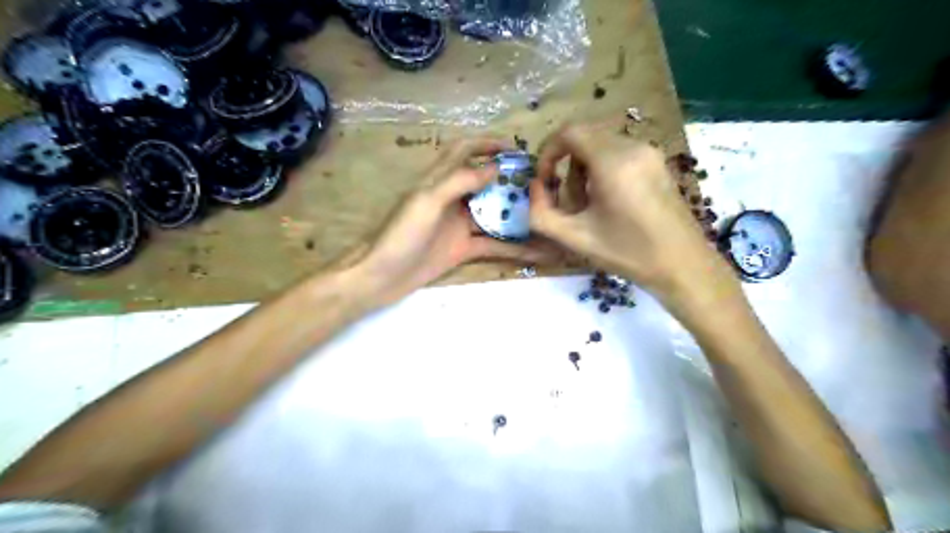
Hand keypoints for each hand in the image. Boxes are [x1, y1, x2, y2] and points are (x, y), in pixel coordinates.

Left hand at [358, 138, 563, 304]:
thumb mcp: (427, 202)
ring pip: (492, 214)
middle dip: (509, 179)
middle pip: (484, 182)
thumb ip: (459, 181)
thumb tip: (494, 167)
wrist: (382, 277)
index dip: (487, 143)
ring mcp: (458, 225)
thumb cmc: (400, 235)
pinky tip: (535, 250)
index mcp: (437, 180)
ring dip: (516, 214)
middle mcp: (451, 198)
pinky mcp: (463, 248)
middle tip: (539, 182)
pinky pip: (492, 245)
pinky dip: (513, 247)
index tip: (515, 147)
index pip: (464, 150)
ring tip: (545, 213)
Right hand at [531, 122, 729, 308]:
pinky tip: (609, 203)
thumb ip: (541, 213)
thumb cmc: (628, 253)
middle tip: (568, 200)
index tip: (544, 180)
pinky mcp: (658, 163)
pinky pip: (619, 154)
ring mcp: (649, 153)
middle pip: (585, 138)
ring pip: (601, 146)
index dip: (548, 151)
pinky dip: (603, 171)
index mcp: (613, 162)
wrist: (683, 265)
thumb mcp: (575, 238)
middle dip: (566, 165)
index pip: (569, 132)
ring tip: (588, 206)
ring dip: (584, 170)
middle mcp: (633, 147)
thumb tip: (535, 187)